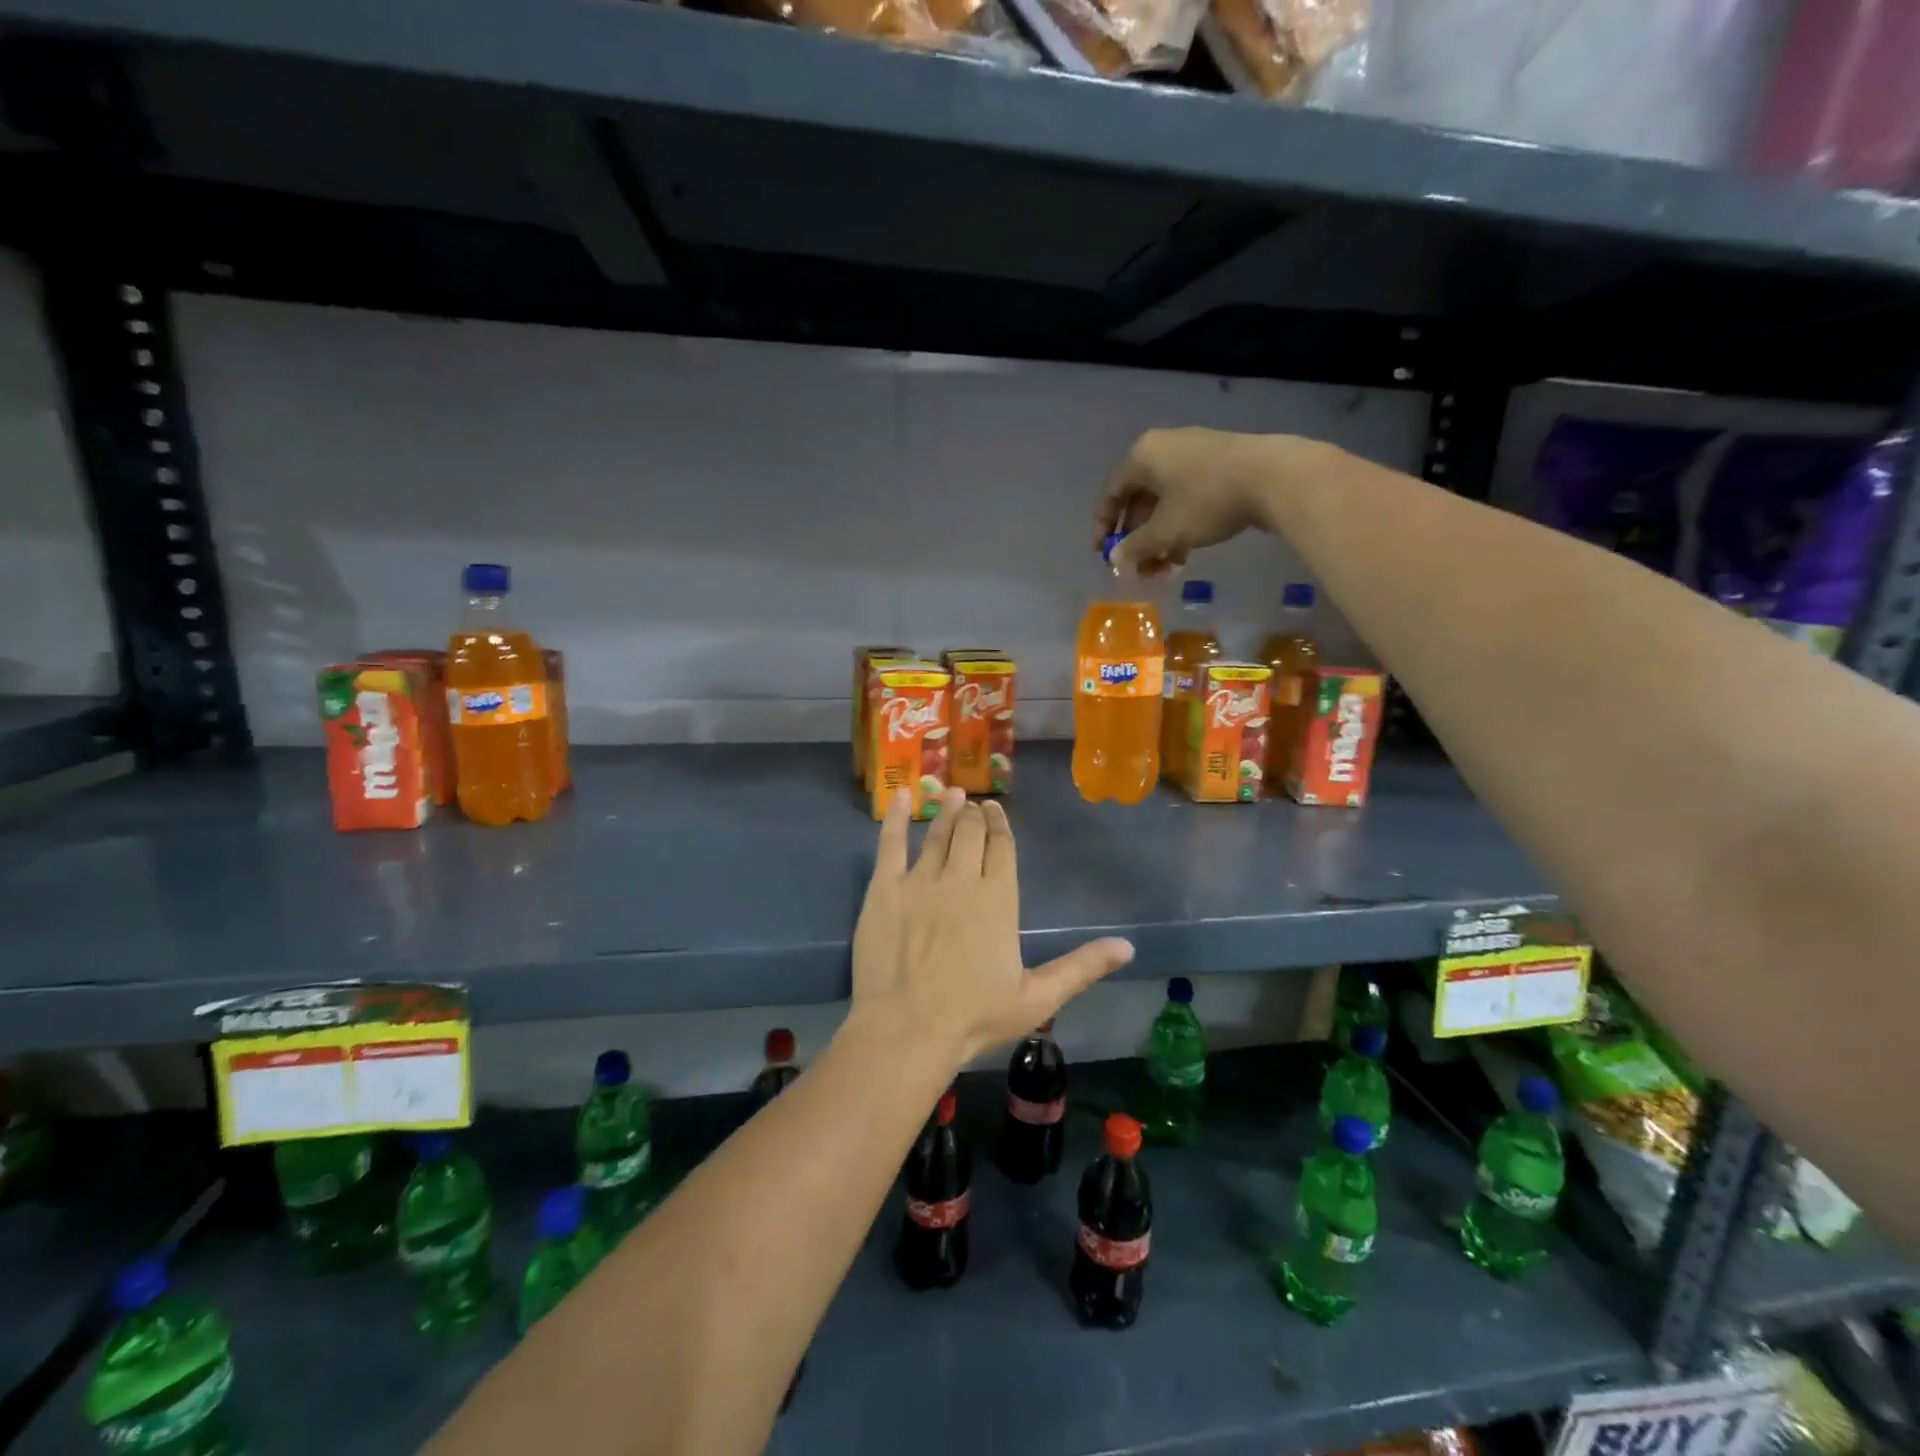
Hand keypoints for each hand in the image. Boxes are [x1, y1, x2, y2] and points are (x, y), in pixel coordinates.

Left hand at [850, 788, 1133, 1063]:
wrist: (907, 1029)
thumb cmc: (974, 1016)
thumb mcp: (1037, 998)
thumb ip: (1081, 967)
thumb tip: (1128, 946)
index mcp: (998, 899)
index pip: (1002, 848)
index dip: (1000, 825)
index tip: (996, 811)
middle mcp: (961, 879)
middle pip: (971, 834)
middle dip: (975, 815)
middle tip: (974, 804)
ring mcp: (920, 881)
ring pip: (938, 834)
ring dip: (947, 812)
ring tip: (952, 794)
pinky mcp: (884, 889)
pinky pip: (891, 843)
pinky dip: (898, 817)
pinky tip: (903, 796)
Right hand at [1096, 427, 1320, 576]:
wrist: (1272, 476)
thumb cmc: (1205, 500)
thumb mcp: (1165, 530)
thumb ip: (1136, 546)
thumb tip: (1115, 559)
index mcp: (1143, 456)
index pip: (1112, 493)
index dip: (1104, 526)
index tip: (1102, 554)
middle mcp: (1164, 448)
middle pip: (1139, 500)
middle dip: (1137, 540)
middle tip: (1137, 568)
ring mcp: (1194, 454)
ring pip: (1165, 503)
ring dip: (1159, 539)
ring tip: (1163, 570)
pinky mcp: (1219, 465)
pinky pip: (1187, 498)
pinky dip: (1180, 526)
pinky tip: (1184, 555)